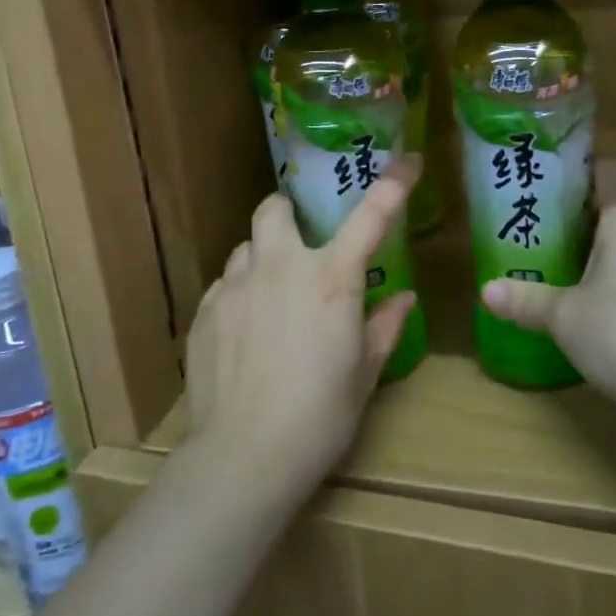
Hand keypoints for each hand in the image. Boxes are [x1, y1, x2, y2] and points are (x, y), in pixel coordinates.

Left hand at [184, 158, 420, 499]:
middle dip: (287, 212)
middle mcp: (281, 267)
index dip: (394, 183)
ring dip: (262, 259)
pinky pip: (225, 286)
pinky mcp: (205, 311)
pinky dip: (240, 295)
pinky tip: (244, 333)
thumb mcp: (364, 373)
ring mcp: (236, 286)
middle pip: (274, 208)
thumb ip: (384, 326)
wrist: (244, 455)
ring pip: (246, 248)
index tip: (410, 160)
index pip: (371, 216)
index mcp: (331, 278)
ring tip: (270, 296)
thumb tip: (404, 299)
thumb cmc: (319, 414)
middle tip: (300, 242)